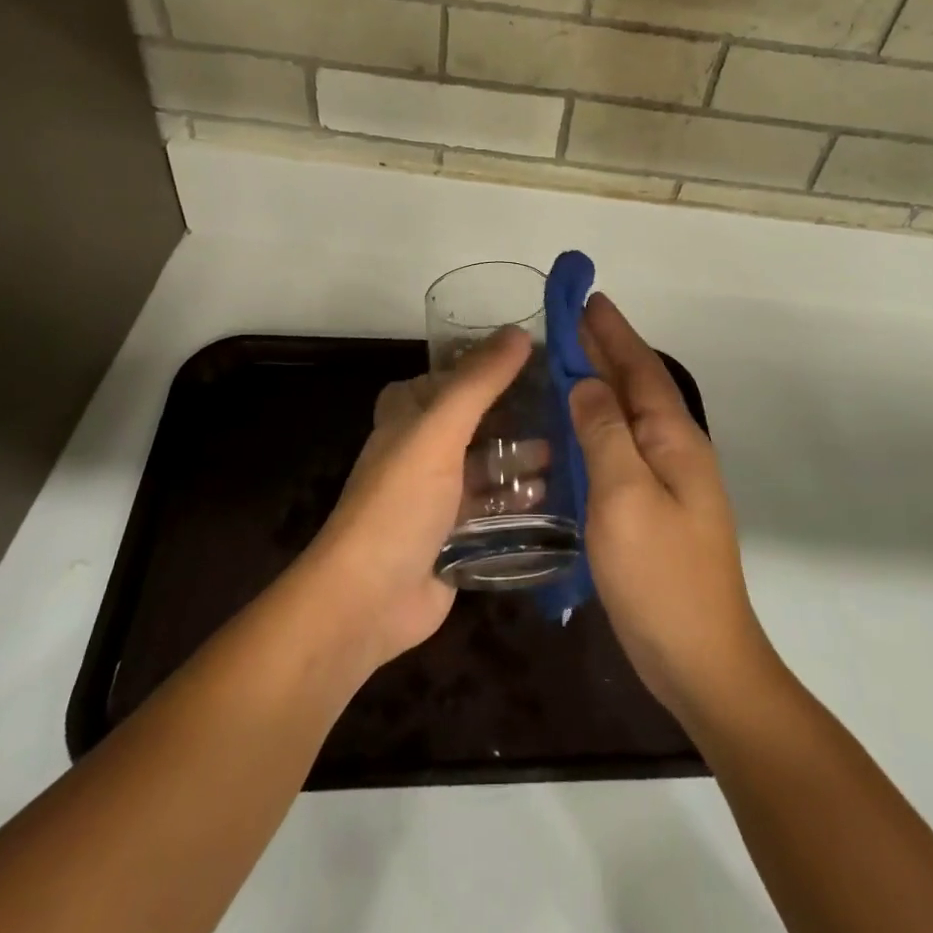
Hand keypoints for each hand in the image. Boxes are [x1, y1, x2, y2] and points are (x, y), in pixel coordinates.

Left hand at [295, 327, 530, 676]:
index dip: (482, 366)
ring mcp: (437, 496)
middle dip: (512, 417)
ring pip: (485, 467)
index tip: (532, 359)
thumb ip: (479, 382)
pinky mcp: (454, 536)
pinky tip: (551, 497)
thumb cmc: (399, 502)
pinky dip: (518, 501)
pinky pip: (492, 509)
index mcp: (407, 418)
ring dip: (519, 460)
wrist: (368, 600)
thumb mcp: (439, 431)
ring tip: (564, 453)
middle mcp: (421, 451)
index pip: (446, 378)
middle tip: (562, 409)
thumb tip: (520, 332)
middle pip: (473, 422)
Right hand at [572, 294, 773, 720]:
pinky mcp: (656, 507)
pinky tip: (577, 428)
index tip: (587, 298)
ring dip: (602, 383)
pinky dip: (600, 422)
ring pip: (630, 414)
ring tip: (567, 361)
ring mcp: (670, 480)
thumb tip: (587, 382)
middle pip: (637, 385)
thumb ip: (604, 434)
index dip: (612, 332)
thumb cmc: (660, 576)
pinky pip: (624, 445)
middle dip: (606, 349)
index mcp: (674, 438)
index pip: (639, 368)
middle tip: (568, 320)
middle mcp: (676, 450)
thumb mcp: (624, 498)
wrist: (701, 661)